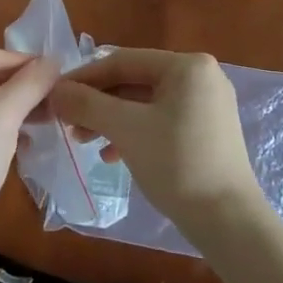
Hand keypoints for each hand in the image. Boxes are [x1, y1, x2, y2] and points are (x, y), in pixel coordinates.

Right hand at [48, 49, 261, 235]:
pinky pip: (160, 120)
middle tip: (66, 122)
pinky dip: (133, 133)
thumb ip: (88, 104)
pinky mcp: (207, 131)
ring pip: (145, 103)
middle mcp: (200, 76)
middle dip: (98, 102)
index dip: (85, 77)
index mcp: (187, 65)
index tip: (54, 95)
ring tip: (83, 141)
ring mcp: (206, 104)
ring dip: (111, 120)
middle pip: (134, 81)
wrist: (228, 221)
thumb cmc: (177, 164)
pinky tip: (111, 155)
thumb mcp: (126, 129)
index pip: (123, 61)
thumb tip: (54, 90)